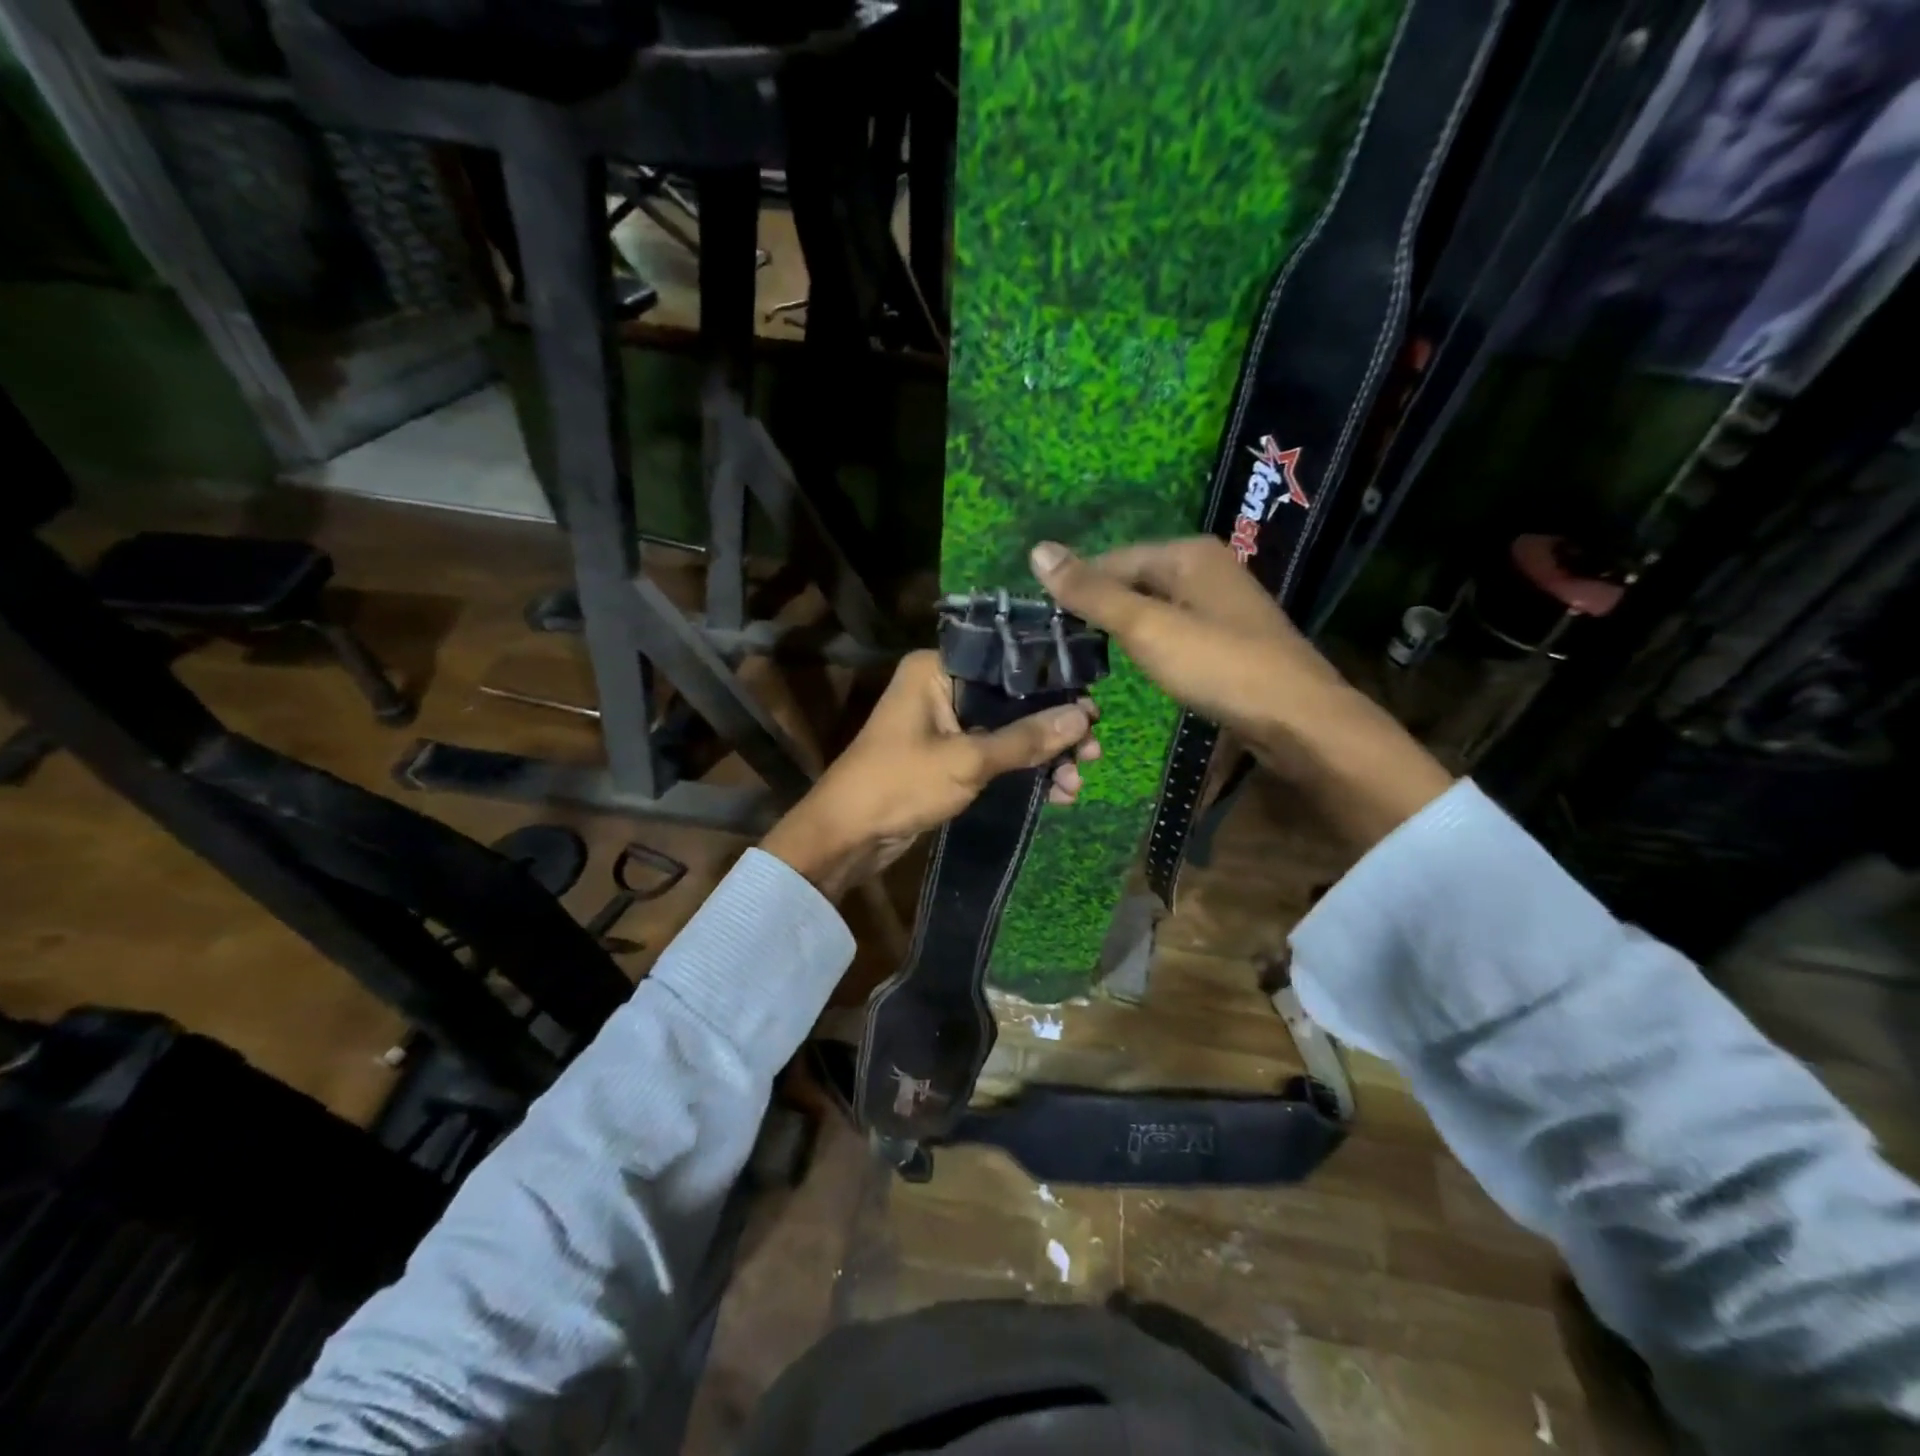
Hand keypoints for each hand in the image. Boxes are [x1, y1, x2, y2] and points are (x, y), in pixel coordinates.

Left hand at [762, 649, 1099, 898]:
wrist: (847, 836)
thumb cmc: (900, 784)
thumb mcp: (968, 760)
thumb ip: (1026, 738)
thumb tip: (1083, 716)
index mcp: (937, 668)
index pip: (1007, 662)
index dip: (1053, 685)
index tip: (1093, 709)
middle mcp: (941, 687)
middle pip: (1013, 699)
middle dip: (1053, 729)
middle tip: (1093, 751)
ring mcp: (945, 723)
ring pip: (1008, 730)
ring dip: (1043, 755)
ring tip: (1077, 782)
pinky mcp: (948, 755)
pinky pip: (995, 754)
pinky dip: (1022, 770)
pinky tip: (1056, 793)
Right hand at [1030, 537, 1450, 850]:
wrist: (1297, 719)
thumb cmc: (1218, 666)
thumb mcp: (1146, 628)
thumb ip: (1092, 593)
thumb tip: (1038, 551)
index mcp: (1188, 554)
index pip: (1112, 559)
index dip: (1076, 587)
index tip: (1043, 623)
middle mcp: (1207, 568)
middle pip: (1134, 580)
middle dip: (1099, 608)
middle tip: (1060, 645)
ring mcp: (1221, 603)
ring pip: (1154, 607)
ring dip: (1122, 628)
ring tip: (1087, 656)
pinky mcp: (1229, 637)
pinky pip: (1174, 628)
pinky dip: (1150, 643)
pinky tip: (1137, 665)